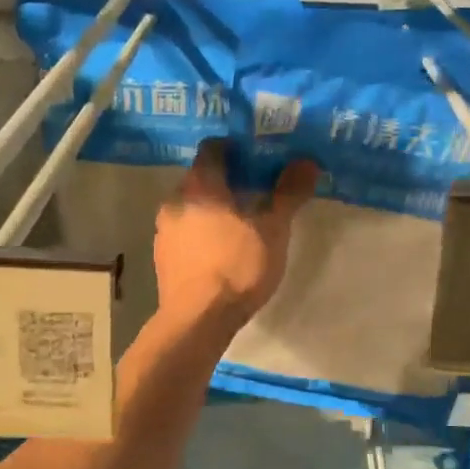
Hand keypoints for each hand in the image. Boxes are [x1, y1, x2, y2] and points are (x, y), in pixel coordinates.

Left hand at [154, 139, 317, 333]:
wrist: (198, 320)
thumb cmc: (238, 267)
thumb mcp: (273, 230)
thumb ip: (288, 193)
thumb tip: (307, 162)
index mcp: (200, 185)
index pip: (212, 148)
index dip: (235, 149)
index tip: (257, 159)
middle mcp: (175, 201)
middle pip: (201, 178)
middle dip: (226, 182)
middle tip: (255, 193)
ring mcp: (163, 231)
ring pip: (191, 207)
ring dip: (212, 209)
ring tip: (240, 225)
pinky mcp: (162, 257)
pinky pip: (184, 233)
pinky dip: (201, 233)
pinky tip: (220, 252)